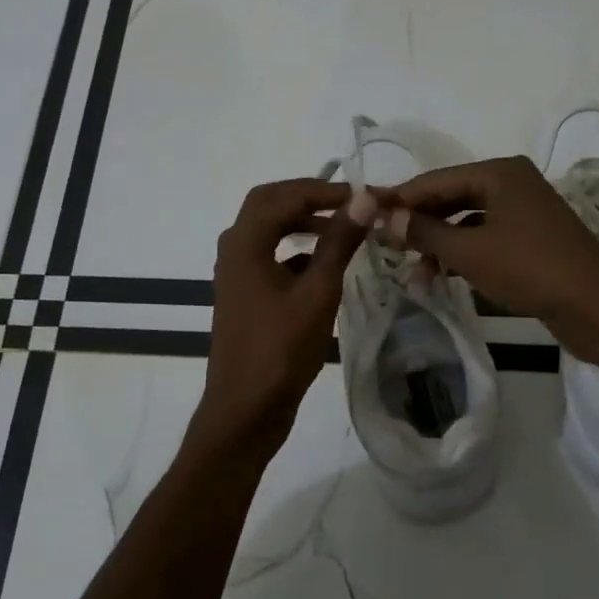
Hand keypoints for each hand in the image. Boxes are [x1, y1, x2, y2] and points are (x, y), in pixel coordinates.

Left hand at [188, 178, 374, 466]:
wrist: (245, 409)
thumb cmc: (281, 349)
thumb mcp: (318, 292)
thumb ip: (339, 242)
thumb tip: (363, 199)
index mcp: (245, 242)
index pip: (284, 195)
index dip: (324, 189)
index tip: (362, 196)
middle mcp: (235, 250)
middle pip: (270, 205)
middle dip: (310, 199)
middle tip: (349, 204)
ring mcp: (237, 274)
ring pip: (270, 231)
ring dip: (303, 223)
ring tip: (343, 229)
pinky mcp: (245, 295)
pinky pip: (270, 257)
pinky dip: (297, 251)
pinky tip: (326, 266)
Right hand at [380, 156, 598, 363]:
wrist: (596, 308)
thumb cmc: (529, 269)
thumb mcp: (469, 251)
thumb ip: (424, 231)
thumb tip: (384, 218)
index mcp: (500, 172)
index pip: (436, 180)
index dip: (400, 198)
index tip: (365, 212)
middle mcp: (513, 182)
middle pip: (452, 197)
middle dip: (419, 223)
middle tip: (384, 243)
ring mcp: (526, 210)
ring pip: (468, 220)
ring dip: (439, 243)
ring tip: (412, 271)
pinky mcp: (533, 237)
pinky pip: (486, 236)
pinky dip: (463, 253)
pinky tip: (442, 276)